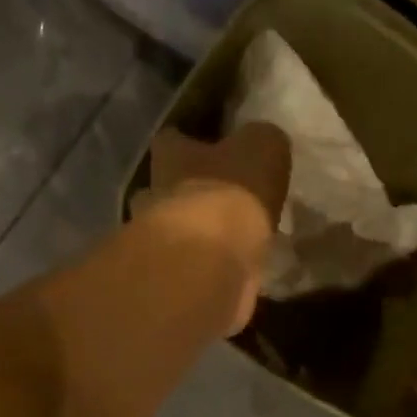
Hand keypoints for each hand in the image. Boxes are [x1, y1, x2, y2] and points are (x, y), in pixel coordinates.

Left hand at [138, 123, 291, 334]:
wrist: (210, 263)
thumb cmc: (232, 193)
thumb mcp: (263, 147)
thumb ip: (261, 140)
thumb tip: (260, 142)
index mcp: (171, 155)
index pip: (171, 138)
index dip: (189, 141)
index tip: (210, 147)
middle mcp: (154, 193)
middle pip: (165, 186)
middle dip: (188, 191)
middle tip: (220, 198)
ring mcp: (155, 239)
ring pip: (173, 230)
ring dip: (196, 234)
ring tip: (229, 239)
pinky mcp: (169, 278)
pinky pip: (188, 266)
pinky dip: (206, 267)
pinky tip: (231, 269)